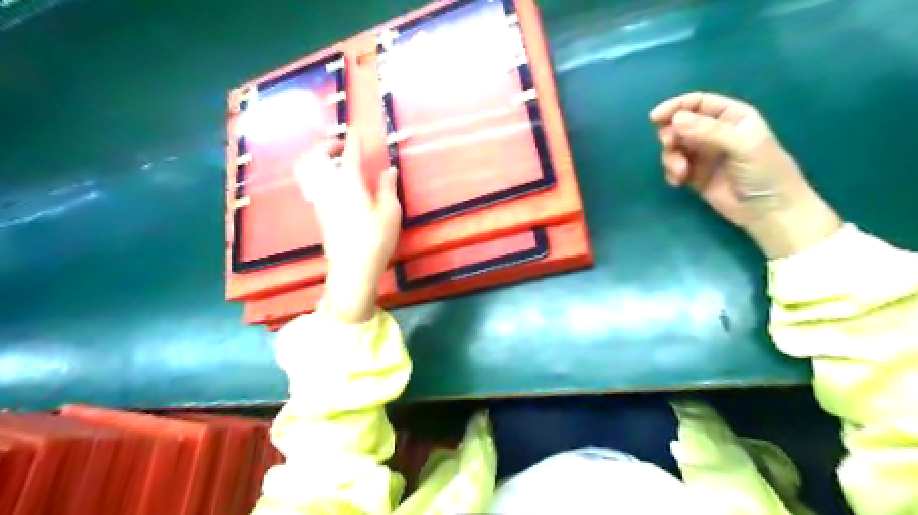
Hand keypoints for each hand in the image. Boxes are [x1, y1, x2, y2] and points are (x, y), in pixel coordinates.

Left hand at [298, 134, 402, 322]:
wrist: (352, 268)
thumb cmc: (376, 239)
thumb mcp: (390, 212)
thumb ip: (388, 187)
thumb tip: (389, 170)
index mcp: (350, 183)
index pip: (350, 152)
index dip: (354, 139)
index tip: (358, 131)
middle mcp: (330, 186)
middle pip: (317, 155)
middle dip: (327, 144)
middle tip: (342, 145)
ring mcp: (320, 198)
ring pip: (307, 168)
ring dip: (317, 157)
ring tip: (334, 160)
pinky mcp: (317, 211)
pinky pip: (310, 182)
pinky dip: (317, 172)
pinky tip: (333, 181)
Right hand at [653, 91, 837, 256]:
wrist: (768, 211)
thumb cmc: (764, 172)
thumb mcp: (742, 145)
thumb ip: (709, 131)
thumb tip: (675, 119)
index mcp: (731, 117)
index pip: (698, 103)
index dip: (676, 106)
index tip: (655, 118)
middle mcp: (715, 132)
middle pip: (681, 124)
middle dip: (671, 134)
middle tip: (670, 146)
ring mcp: (703, 155)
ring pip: (675, 147)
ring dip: (671, 157)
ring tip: (680, 172)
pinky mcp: (694, 175)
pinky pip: (674, 167)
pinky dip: (671, 172)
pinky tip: (679, 182)